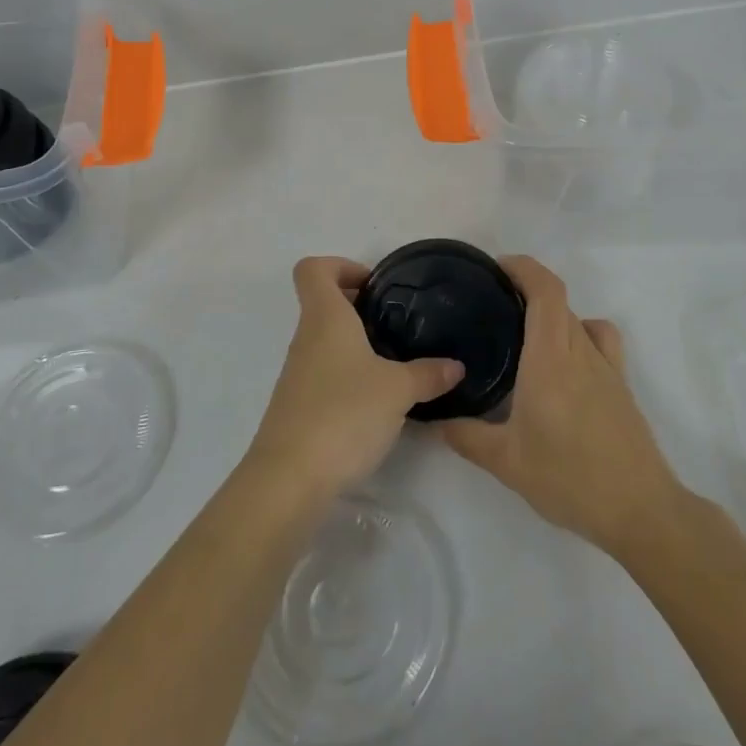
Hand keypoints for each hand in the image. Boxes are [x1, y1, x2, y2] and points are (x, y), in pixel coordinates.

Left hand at [248, 257, 463, 499]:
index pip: (313, 269)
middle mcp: (306, 339)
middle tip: (396, 325)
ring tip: (394, 364)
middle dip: (359, 307)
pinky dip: (348, 377)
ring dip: (356, 344)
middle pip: (323, 304)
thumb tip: (456, 365)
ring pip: (325, 341)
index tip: (374, 285)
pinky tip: (376, 402)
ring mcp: (297, 374)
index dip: (340, 266)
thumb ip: (428, 374)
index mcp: (325, 318)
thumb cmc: (343, 414)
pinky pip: (324, 375)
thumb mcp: (397, 391)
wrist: (289, 479)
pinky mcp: (298, 407)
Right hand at [441, 256, 683, 556]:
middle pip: (558, 301)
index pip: (546, 290)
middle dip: (526, 291)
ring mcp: (606, 366)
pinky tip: (565, 364)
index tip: (496, 268)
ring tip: (525, 333)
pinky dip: (580, 334)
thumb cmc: (569, 478)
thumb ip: (466, 436)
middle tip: (492, 308)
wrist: (640, 510)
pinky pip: (600, 340)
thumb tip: (433, 420)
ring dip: (552, 314)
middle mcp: (581, 351)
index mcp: (551, 357)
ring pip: (577, 319)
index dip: (524, 267)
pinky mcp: (621, 385)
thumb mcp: (507, 462)